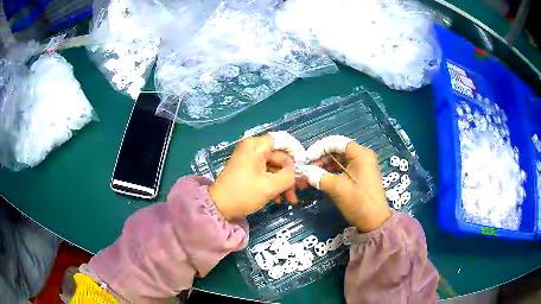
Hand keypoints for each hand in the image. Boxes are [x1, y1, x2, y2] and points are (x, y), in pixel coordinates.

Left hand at [208, 135, 295, 219]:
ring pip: (274, 167)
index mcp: (255, 146)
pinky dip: (274, 185)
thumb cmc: (244, 193)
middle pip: (279, 156)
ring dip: (284, 183)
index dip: (295, 152)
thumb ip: (289, 176)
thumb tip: (298, 171)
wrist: (220, 208)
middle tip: (301, 189)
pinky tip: (280, 199)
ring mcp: (250, 161)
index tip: (304, 166)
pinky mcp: (248, 171)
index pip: (281, 141)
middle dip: (290, 174)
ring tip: (291, 199)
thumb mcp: (270, 186)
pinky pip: (266, 174)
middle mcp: (252, 149)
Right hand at [301, 137, 391, 231]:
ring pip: (339, 158)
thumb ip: (318, 176)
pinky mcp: (361, 175)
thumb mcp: (337, 188)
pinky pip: (344, 167)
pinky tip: (322, 177)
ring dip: (325, 164)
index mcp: (360, 154)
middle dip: (321, 157)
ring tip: (312, 173)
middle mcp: (362, 155)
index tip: (306, 159)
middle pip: (337, 149)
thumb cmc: (359, 203)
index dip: (319, 148)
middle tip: (307, 168)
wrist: (375, 222)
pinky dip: (332, 170)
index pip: (335, 142)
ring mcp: (362, 165)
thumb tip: (302, 170)